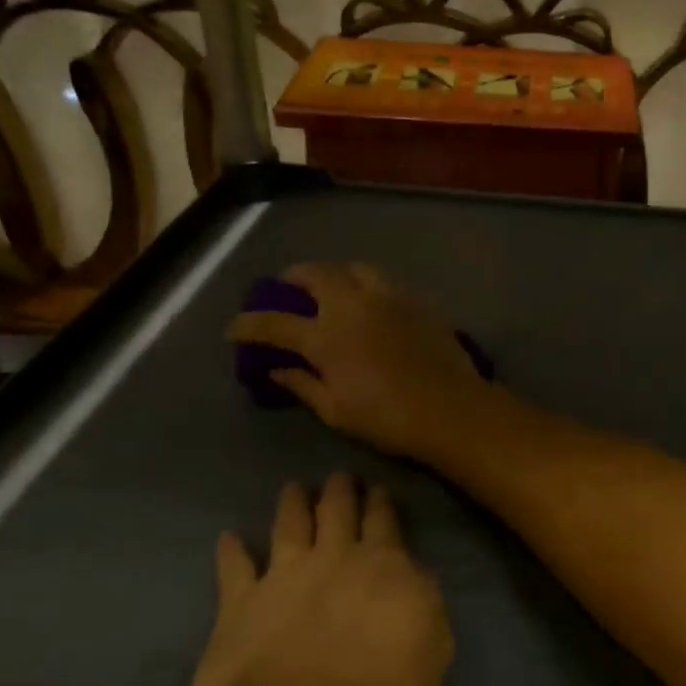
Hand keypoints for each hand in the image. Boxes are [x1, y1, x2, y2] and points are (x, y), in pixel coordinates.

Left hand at [190, 475, 452, 685]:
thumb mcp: (432, 653)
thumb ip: (427, 607)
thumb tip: (417, 577)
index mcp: (384, 566)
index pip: (385, 521)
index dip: (382, 503)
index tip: (379, 488)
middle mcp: (334, 558)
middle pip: (338, 511)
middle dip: (341, 491)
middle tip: (340, 477)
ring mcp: (284, 577)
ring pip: (290, 525)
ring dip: (293, 504)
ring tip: (294, 488)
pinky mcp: (240, 604)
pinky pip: (234, 568)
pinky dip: (231, 550)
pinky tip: (228, 537)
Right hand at [228, 261, 487, 458]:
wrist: (450, 406)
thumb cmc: (387, 417)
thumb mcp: (335, 410)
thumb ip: (302, 384)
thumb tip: (277, 370)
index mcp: (325, 335)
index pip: (274, 323)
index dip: (248, 324)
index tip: (235, 327)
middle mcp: (352, 305)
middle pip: (315, 275)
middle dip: (292, 278)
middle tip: (286, 287)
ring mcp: (388, 296)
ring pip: (352, 268)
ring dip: (333, 272)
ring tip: (329, 285)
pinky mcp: (415, 298)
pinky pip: (383, 279)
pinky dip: (365, 282)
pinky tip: (368, 297)